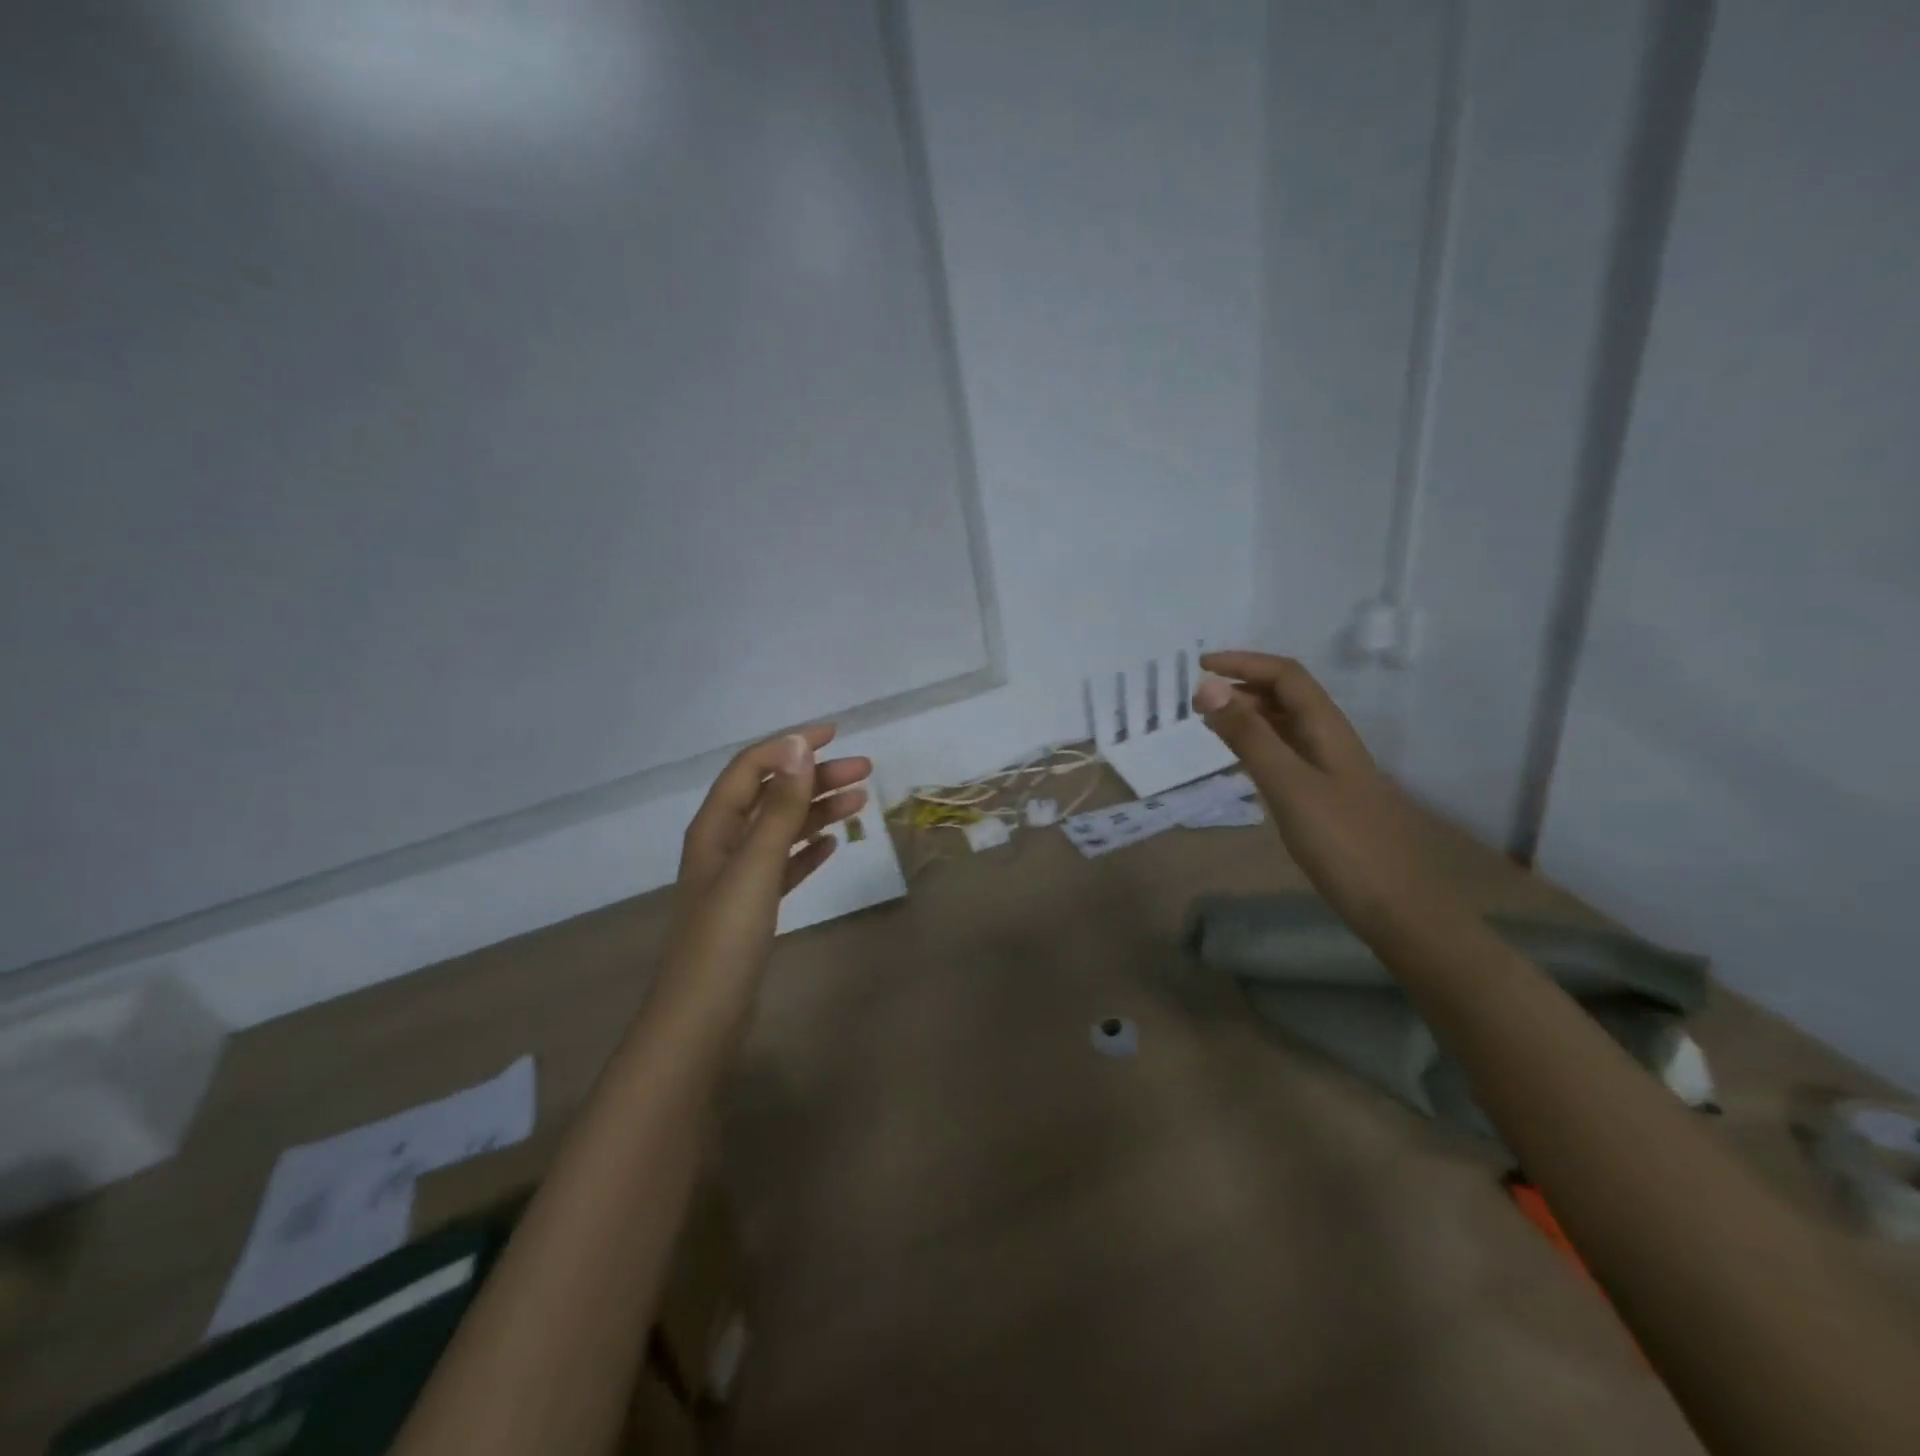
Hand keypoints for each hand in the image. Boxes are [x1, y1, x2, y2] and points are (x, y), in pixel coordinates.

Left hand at [669, 724, 870, 981]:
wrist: (703, 1016)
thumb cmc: (726, 937)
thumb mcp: (756, 865)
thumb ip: (780, 808)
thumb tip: (799, 747)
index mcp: (716, 827)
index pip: (753, 767)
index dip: (790, 745)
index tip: (835, 733)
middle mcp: (724, 843)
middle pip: (773, 795)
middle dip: (816, 777)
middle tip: (865, 770)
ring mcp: (738, 876)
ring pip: (782, 829)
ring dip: (818, 810)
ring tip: (861, 800)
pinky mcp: (753, 905)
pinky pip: (785, 863)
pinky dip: (808, 848)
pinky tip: (833, 844)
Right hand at [1192, 652, 1448, 934]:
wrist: (1397, 907)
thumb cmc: (1343, 843)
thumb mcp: (1289, 785)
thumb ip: (1249, 737)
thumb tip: (1208, 687)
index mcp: (1328, 729)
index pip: (1286, 676)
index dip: (1244, 663)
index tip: (1200, 666)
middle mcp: (1331, 741)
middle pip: (1288, 696)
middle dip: (1243, 686)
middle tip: (1198, 701)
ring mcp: (1330, 771)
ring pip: (1287, 725)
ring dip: (1249, 714)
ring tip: (1211, 723)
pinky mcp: (1325, 798)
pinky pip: (1287, 754)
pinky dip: (1258, 745)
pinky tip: (1242, 761)